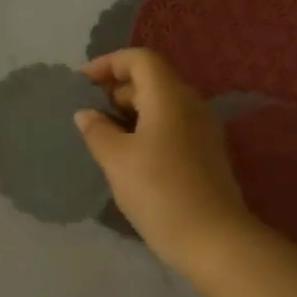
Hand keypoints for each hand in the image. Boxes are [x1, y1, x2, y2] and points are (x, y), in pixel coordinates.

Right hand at [74, 48, 252, 267]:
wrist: (212, 238)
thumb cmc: (159, 191)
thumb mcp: (117, 160)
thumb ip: (98, 131)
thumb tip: (86, 113)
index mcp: (170, 96)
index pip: (140, 59)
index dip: (109, 63)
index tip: (83, 82)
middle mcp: (191, 104)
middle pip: (153, 80)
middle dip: (118, 89)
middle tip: (90, 113)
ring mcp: (203, 130)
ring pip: (163, 106)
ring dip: (132, 112)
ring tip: (104, 136)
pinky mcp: (207, 154)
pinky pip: (173, 127)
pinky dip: (148, 130)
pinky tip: (130, 157)